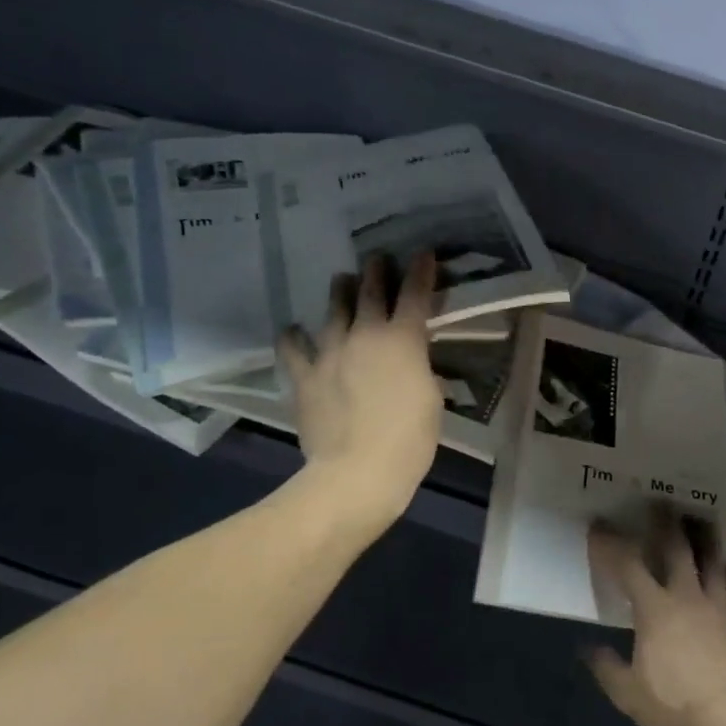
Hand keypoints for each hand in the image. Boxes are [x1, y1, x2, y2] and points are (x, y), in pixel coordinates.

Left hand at [279, 252, 441, 529]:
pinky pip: (294, 350)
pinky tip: (292, 330)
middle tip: (377, 258)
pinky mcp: (304, 378)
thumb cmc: (410, 439)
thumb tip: (414, 363)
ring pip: (334, 311)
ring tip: (341, 280)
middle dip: (377, 272)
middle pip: (371, 293)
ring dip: (340, 293)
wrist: (358, 473)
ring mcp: (330, 354)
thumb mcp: (432, 399)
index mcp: (403, 340)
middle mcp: (365, 336)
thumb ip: (421, 370)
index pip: (416, 295)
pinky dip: (294, 338)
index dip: (421, 271)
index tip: (423, 253)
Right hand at [587, 509, 725, 725]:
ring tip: (701, 519)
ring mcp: (714, 605)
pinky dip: (725, 569)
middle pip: (675, 549)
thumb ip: (607, 669)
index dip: (611, 544)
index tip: (599, 526)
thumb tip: (589, 649)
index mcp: (654, 609)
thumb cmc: (675, 705)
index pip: (628, 566)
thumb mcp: (629, 694)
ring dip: (703, 537)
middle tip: (660, 502)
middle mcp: (685, 596)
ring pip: (709, 559)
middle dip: (665, 523)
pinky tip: (724, 563)